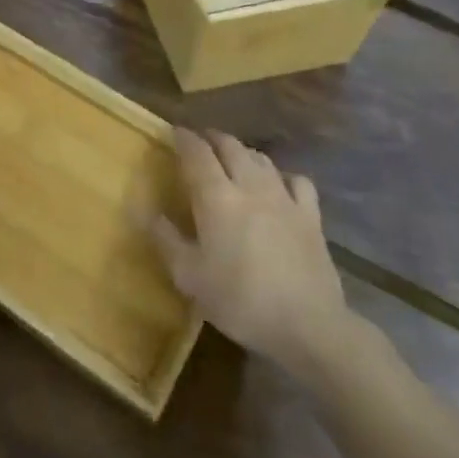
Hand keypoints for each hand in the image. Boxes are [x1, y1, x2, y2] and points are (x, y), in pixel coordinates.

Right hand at [150, 127, 365, 382]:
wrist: (308, 325)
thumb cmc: (240, 300)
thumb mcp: (190, 277)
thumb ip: (166, 240)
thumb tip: (147, 212)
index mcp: (216, 197)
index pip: (197, 152)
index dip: (184, 138)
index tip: (174, 132)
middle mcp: (249, 185)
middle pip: (230, 146)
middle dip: (212, 138)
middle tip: (201, 142)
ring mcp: (284, 198)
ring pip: (261, 158)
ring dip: (243, 152)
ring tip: (233, 158)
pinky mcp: (311, 216)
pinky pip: (297, 181)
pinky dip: (282, 176)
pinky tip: (279, 185)